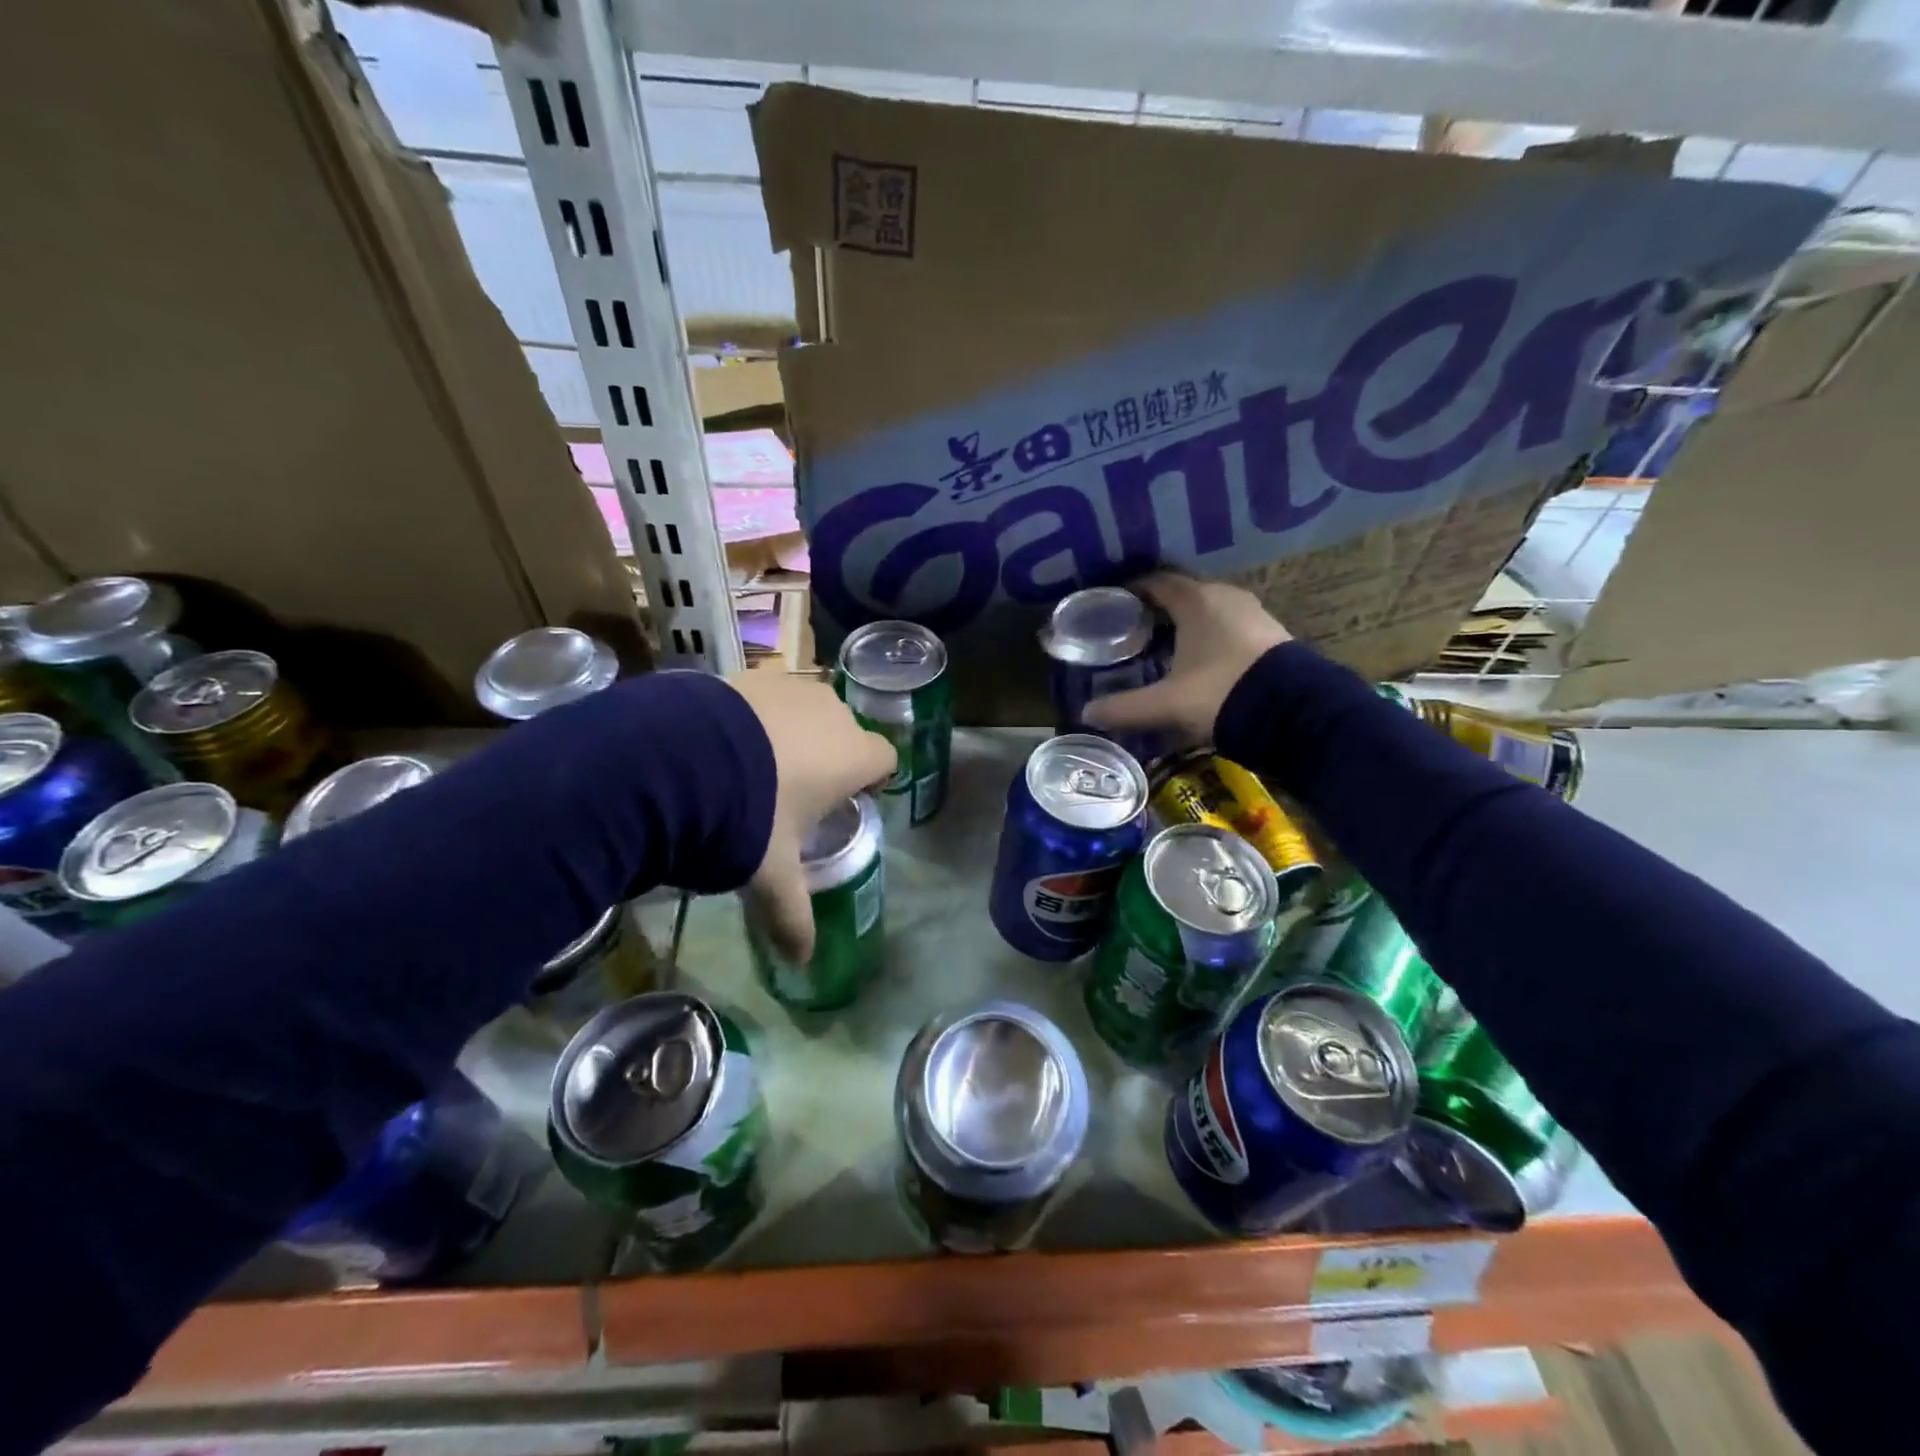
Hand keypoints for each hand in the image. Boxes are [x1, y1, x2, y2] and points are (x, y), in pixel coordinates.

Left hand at [724, 672, 895, 963]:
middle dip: (829, 758)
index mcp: (852, 755)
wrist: (671, 760)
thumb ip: (792, 916)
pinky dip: (755, 717)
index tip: (845, 802)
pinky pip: (766, 698)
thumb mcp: (769, 875)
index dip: (871, 780)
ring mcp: (787, 687)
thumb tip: (803, 962)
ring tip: (753, 767)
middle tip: (793, 793)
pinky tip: (722, 744)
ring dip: (792, 734)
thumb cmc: (745, 818)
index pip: (886, 759)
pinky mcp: (745, 674)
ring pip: (806, 711)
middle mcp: (830, 713)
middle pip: (846, 733)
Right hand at [1082, 572, 1291, 744]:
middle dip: (1156, 608)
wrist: (1297, 713)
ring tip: (1162, 644)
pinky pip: (1228, 624)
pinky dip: (1208, 634)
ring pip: (1208, 609)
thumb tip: (1086, 713)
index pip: (1156, 582)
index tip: (1112, 602)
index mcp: (1196, 601)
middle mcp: (1225, 597)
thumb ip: (1125, 707)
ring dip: (1185, 622)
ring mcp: (1252, 613)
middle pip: (1182, 594)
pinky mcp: (1270, 634)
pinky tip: (1199, 658)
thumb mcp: (1167, 704)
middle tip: (1131, 627)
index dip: (1132, 590)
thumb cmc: (1222, 694)